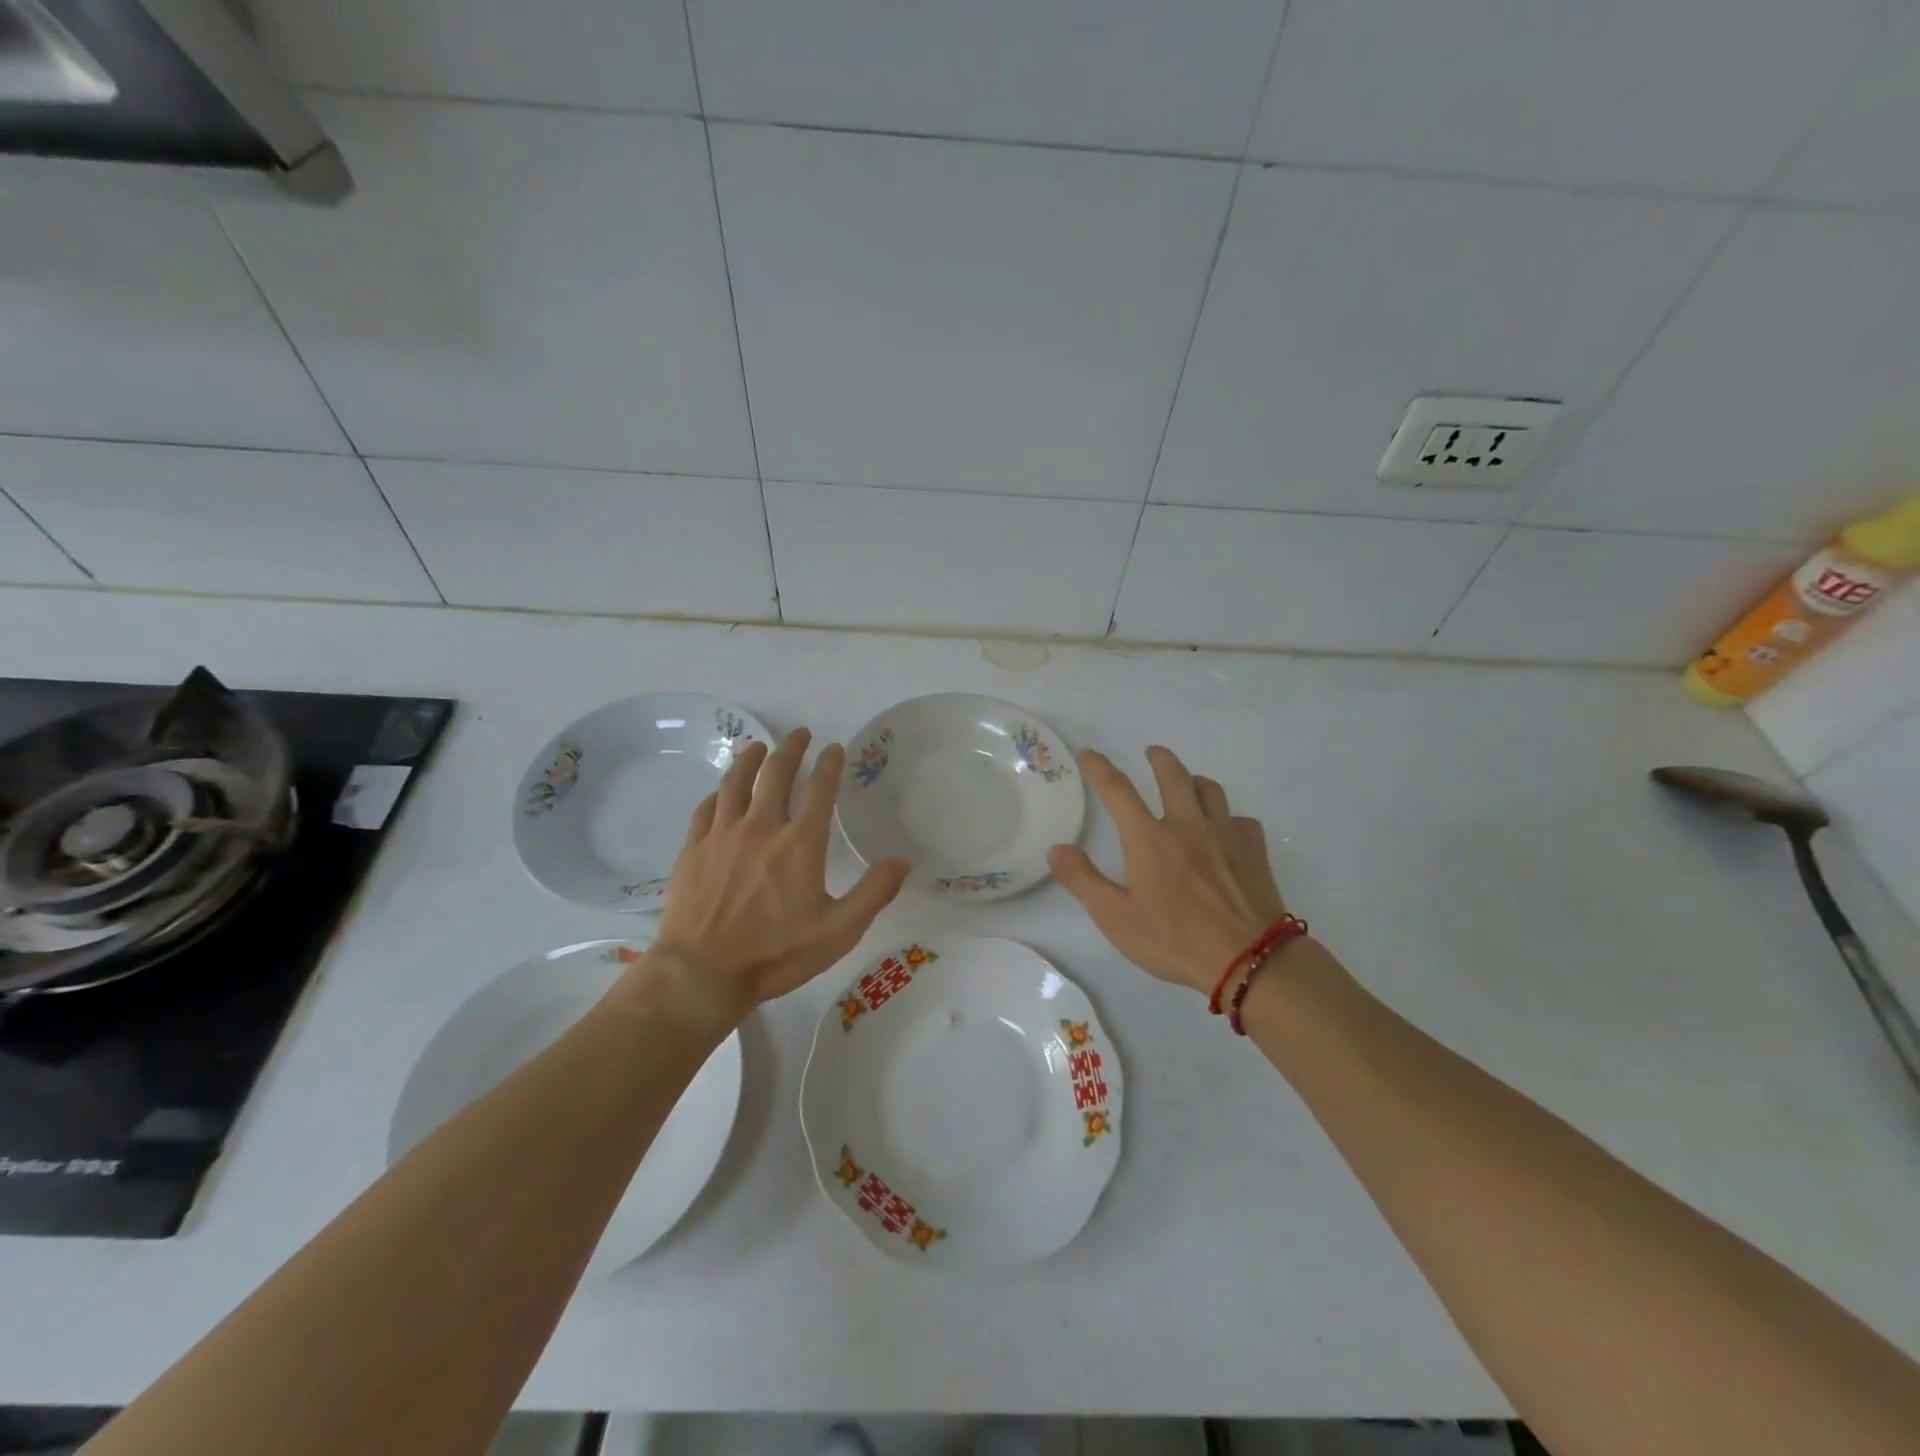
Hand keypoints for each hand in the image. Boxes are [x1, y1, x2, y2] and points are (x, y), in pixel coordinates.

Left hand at [641, 729, 911, 1024]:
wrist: (702, 973)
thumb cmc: (777, 953)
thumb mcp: (839, 931)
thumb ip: (874, 892)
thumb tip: (903, 859)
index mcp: (800, 843)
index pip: (819, 789)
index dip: (829, 764)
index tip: (833, 748)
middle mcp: (761, 827)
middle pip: (776, 774)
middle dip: (790, 749)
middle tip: (799, 734)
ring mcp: (722, 835)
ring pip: (736, 782)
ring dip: (750, 759)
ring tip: (757, 747)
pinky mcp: (693, 849)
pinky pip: (706, 809)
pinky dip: (718, 794)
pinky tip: (721, 793)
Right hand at [1049, 746, 1284, 994]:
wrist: (1249, 959)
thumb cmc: (1175, 940)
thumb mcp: (1115, 917)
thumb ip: (1083, 880)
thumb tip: (1056, 848)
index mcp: (1149, 838)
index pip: (1118, 790)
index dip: (1100, 768)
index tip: (1089, 753)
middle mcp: (1187, 825)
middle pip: (1174, 776)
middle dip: (1160, 759)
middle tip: (1152, 752)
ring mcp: (1225, 836)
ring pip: (1211, 791)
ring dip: (1195, 781)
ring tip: (1189, 784)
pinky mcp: (1254, 852)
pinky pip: (1242, 821)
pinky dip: (1230, 818)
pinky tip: (1227, 831)